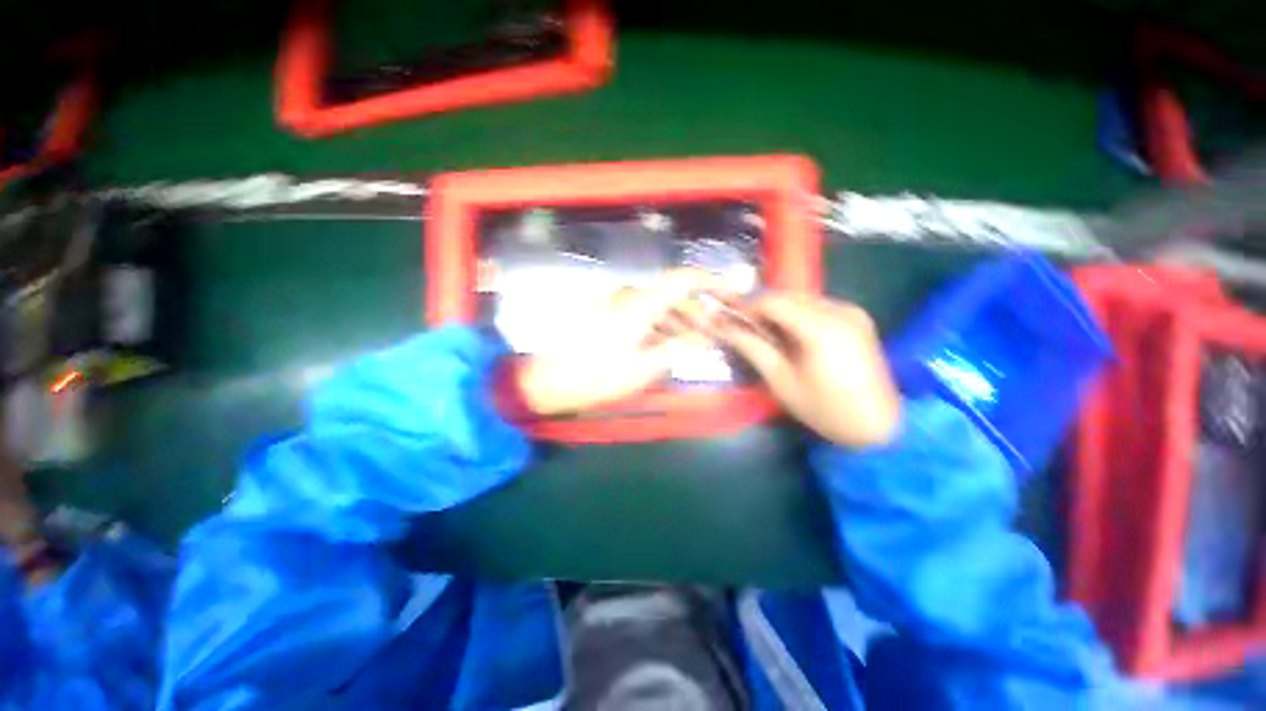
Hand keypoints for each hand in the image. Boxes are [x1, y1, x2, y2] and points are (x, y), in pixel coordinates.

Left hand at [515, 269, 723, 415]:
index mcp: (639, 305)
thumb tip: (706, 336)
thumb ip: (677, 348)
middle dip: (695, 310)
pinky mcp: (606, 313)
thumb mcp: (642, 368)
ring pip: (656, 303)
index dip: (710, 282)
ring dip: (677, 318)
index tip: (730, 293)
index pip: (682, 279)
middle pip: (671, 293)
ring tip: (692, 341)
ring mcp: (614, 303)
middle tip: (712, 332)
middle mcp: (628, 296)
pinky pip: (640, 311)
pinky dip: (657, 323)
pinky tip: (664, 342)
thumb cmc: (596, 377)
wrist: (548, 381)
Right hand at [714, 293, 900, 447]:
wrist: (879, 426)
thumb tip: (720, 325)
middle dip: (762, 309)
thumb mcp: (780, 379)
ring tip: (768, 336)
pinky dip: (798, 314)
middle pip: (787, 295)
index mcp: (821, 327)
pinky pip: (818, 305)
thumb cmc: (823, 409)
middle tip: (746, 331)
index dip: (746, 308)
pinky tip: (793, 336)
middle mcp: (840, 309)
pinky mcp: (858, 317)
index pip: (772, 301)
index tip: (731, 323)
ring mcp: (852, 311)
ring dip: (779, 311)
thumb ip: (749, 346)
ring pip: (802, 298)